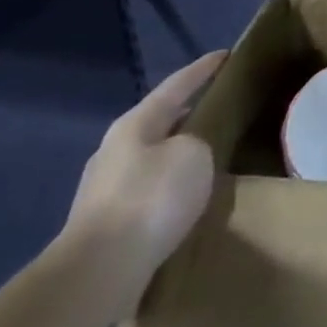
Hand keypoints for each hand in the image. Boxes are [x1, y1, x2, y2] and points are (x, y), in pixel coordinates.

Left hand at [59, 52, 226, 314]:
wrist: (98, 272)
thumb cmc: (151, 199)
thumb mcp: (194, 155)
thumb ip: (198, 140)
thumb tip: (190, 149)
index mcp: (135, 124)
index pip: (177, 84)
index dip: (204, 68)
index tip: (227, 55)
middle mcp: (115, 149)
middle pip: (160, 120)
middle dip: (189, 111)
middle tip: (221, 106)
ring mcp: (105, 187)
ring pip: (153, 156)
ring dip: (178, 151)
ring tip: (209, 152)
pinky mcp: (107, 221)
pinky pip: (148, 188)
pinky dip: (170, 183)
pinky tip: (186, 194)